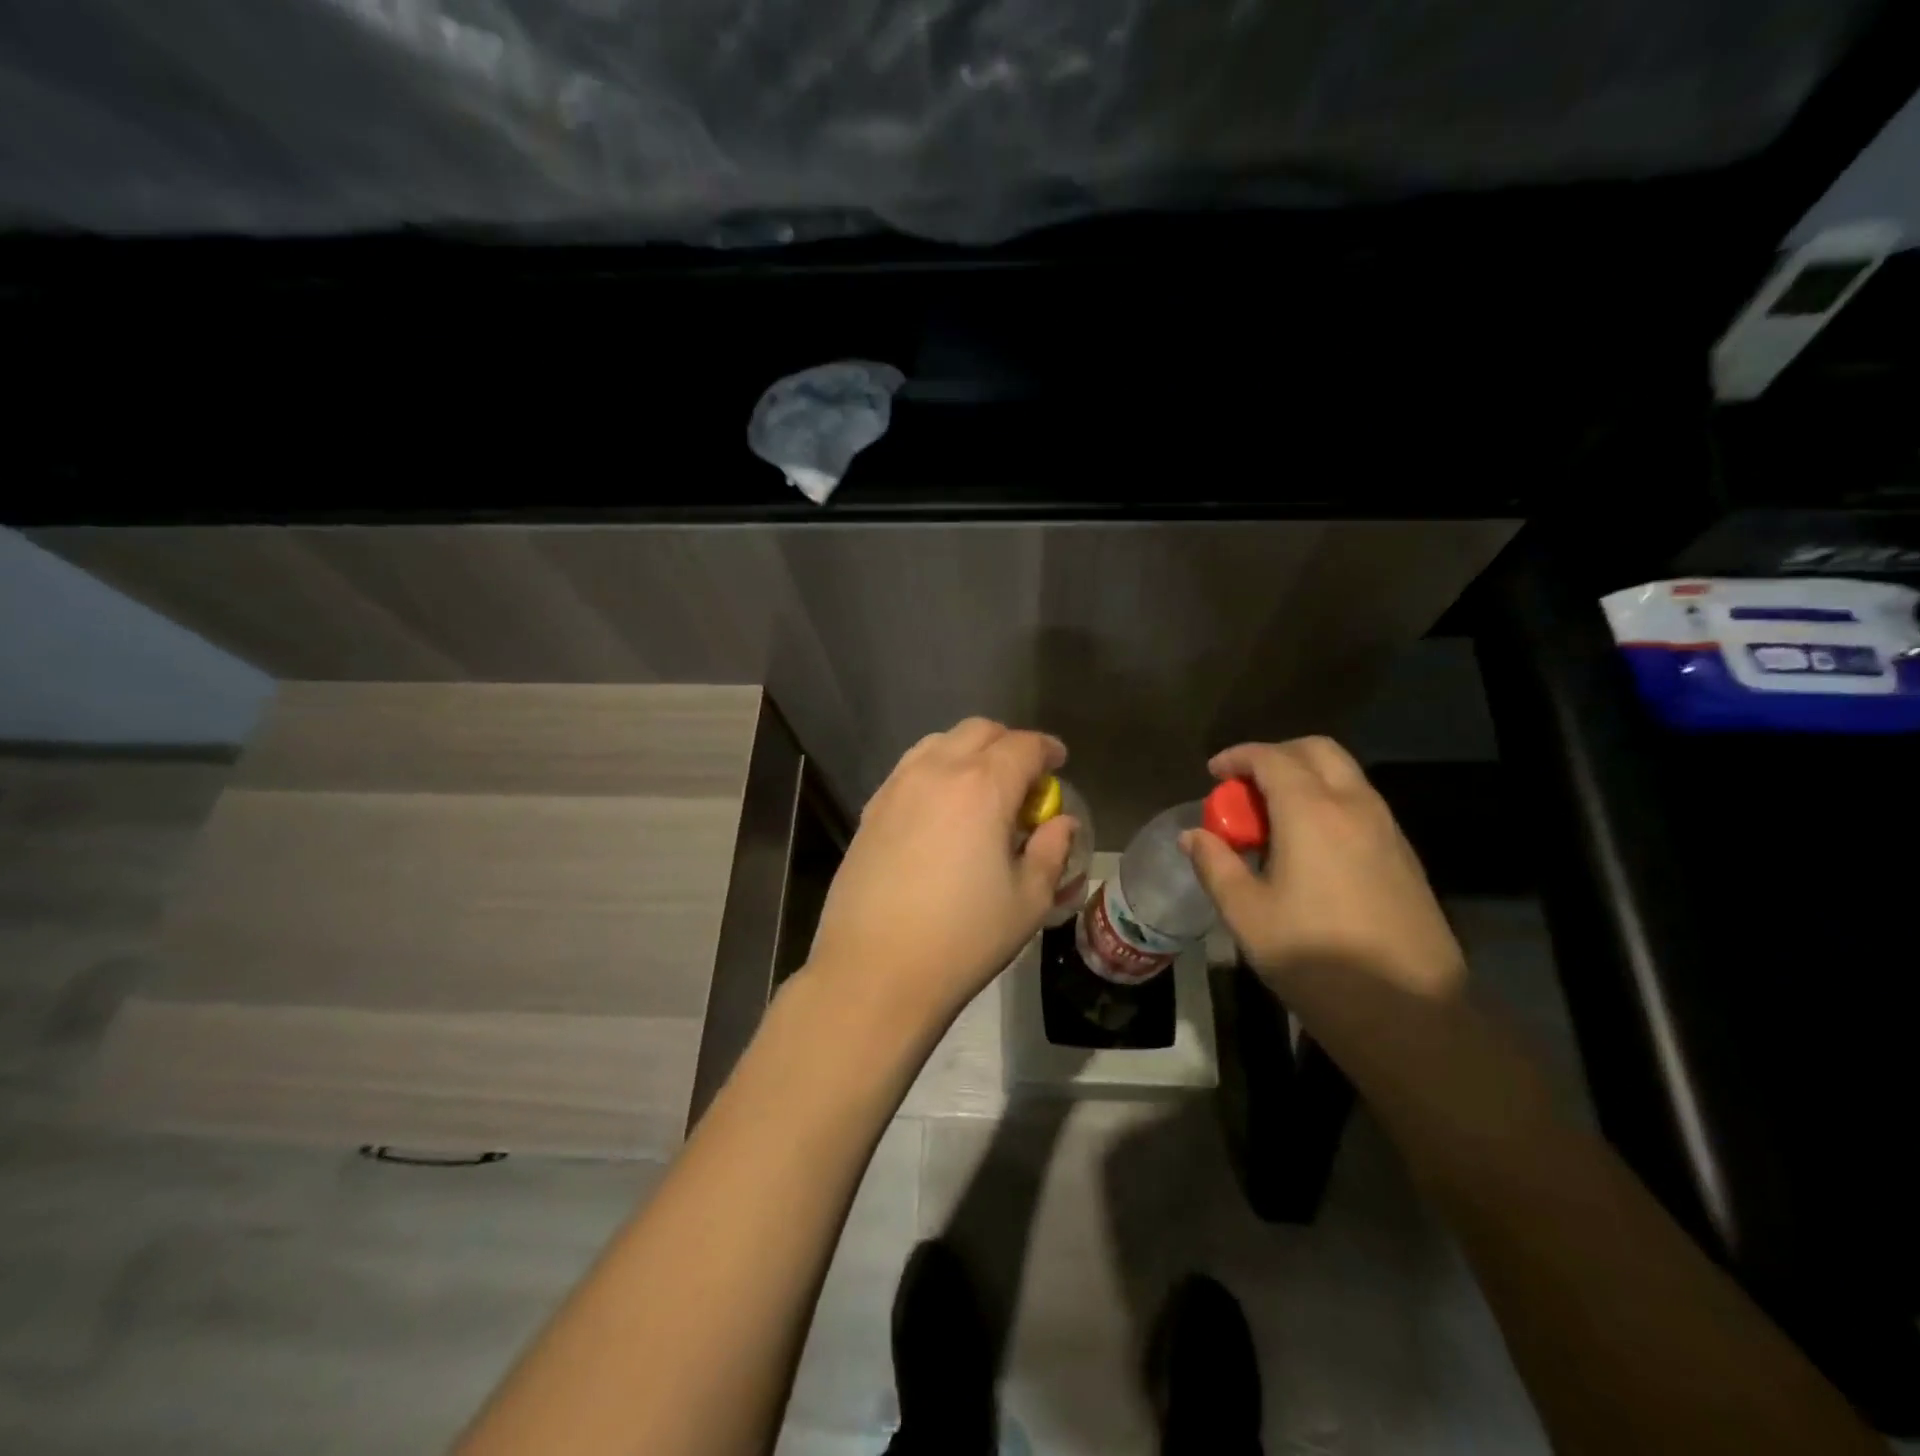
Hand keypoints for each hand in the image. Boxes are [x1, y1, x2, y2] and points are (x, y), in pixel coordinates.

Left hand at [804, 718, 1075, 1032]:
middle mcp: (937, 772)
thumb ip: (1051, 851)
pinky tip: (940, 809)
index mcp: (983, 788)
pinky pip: (910, 769)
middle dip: (1008, 744)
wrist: (875, 971)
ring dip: (968, 752)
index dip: (1047, 749)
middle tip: (1023, 777)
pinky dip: (935, 770)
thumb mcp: (1028, 901)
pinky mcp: (871, 809)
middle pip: (979, 731)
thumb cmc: (963, 939)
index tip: (1058, 762)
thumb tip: (1060, 823)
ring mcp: (897, 787)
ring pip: (939, 743)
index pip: (1024, 746)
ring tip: (980, 788)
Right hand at [1182, 737, 1465, 1001]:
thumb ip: (1215, 865)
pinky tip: (1308, 847)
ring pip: (1343, 775)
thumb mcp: (1246, 915)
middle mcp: (1354, 806)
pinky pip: (1360, 804)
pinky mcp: (1404, 855)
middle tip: (1244, 788)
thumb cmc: (1315, 959)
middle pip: (1316, 750)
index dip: (1237, 757)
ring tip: (1272, 819)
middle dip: (1275, 756)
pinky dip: (1328, 801)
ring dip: (1304, 778)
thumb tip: (1193, 836)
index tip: (1213, 773)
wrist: (1409, 1013)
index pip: (1271, 758)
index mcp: (1312, 813)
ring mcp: (1387, 829)